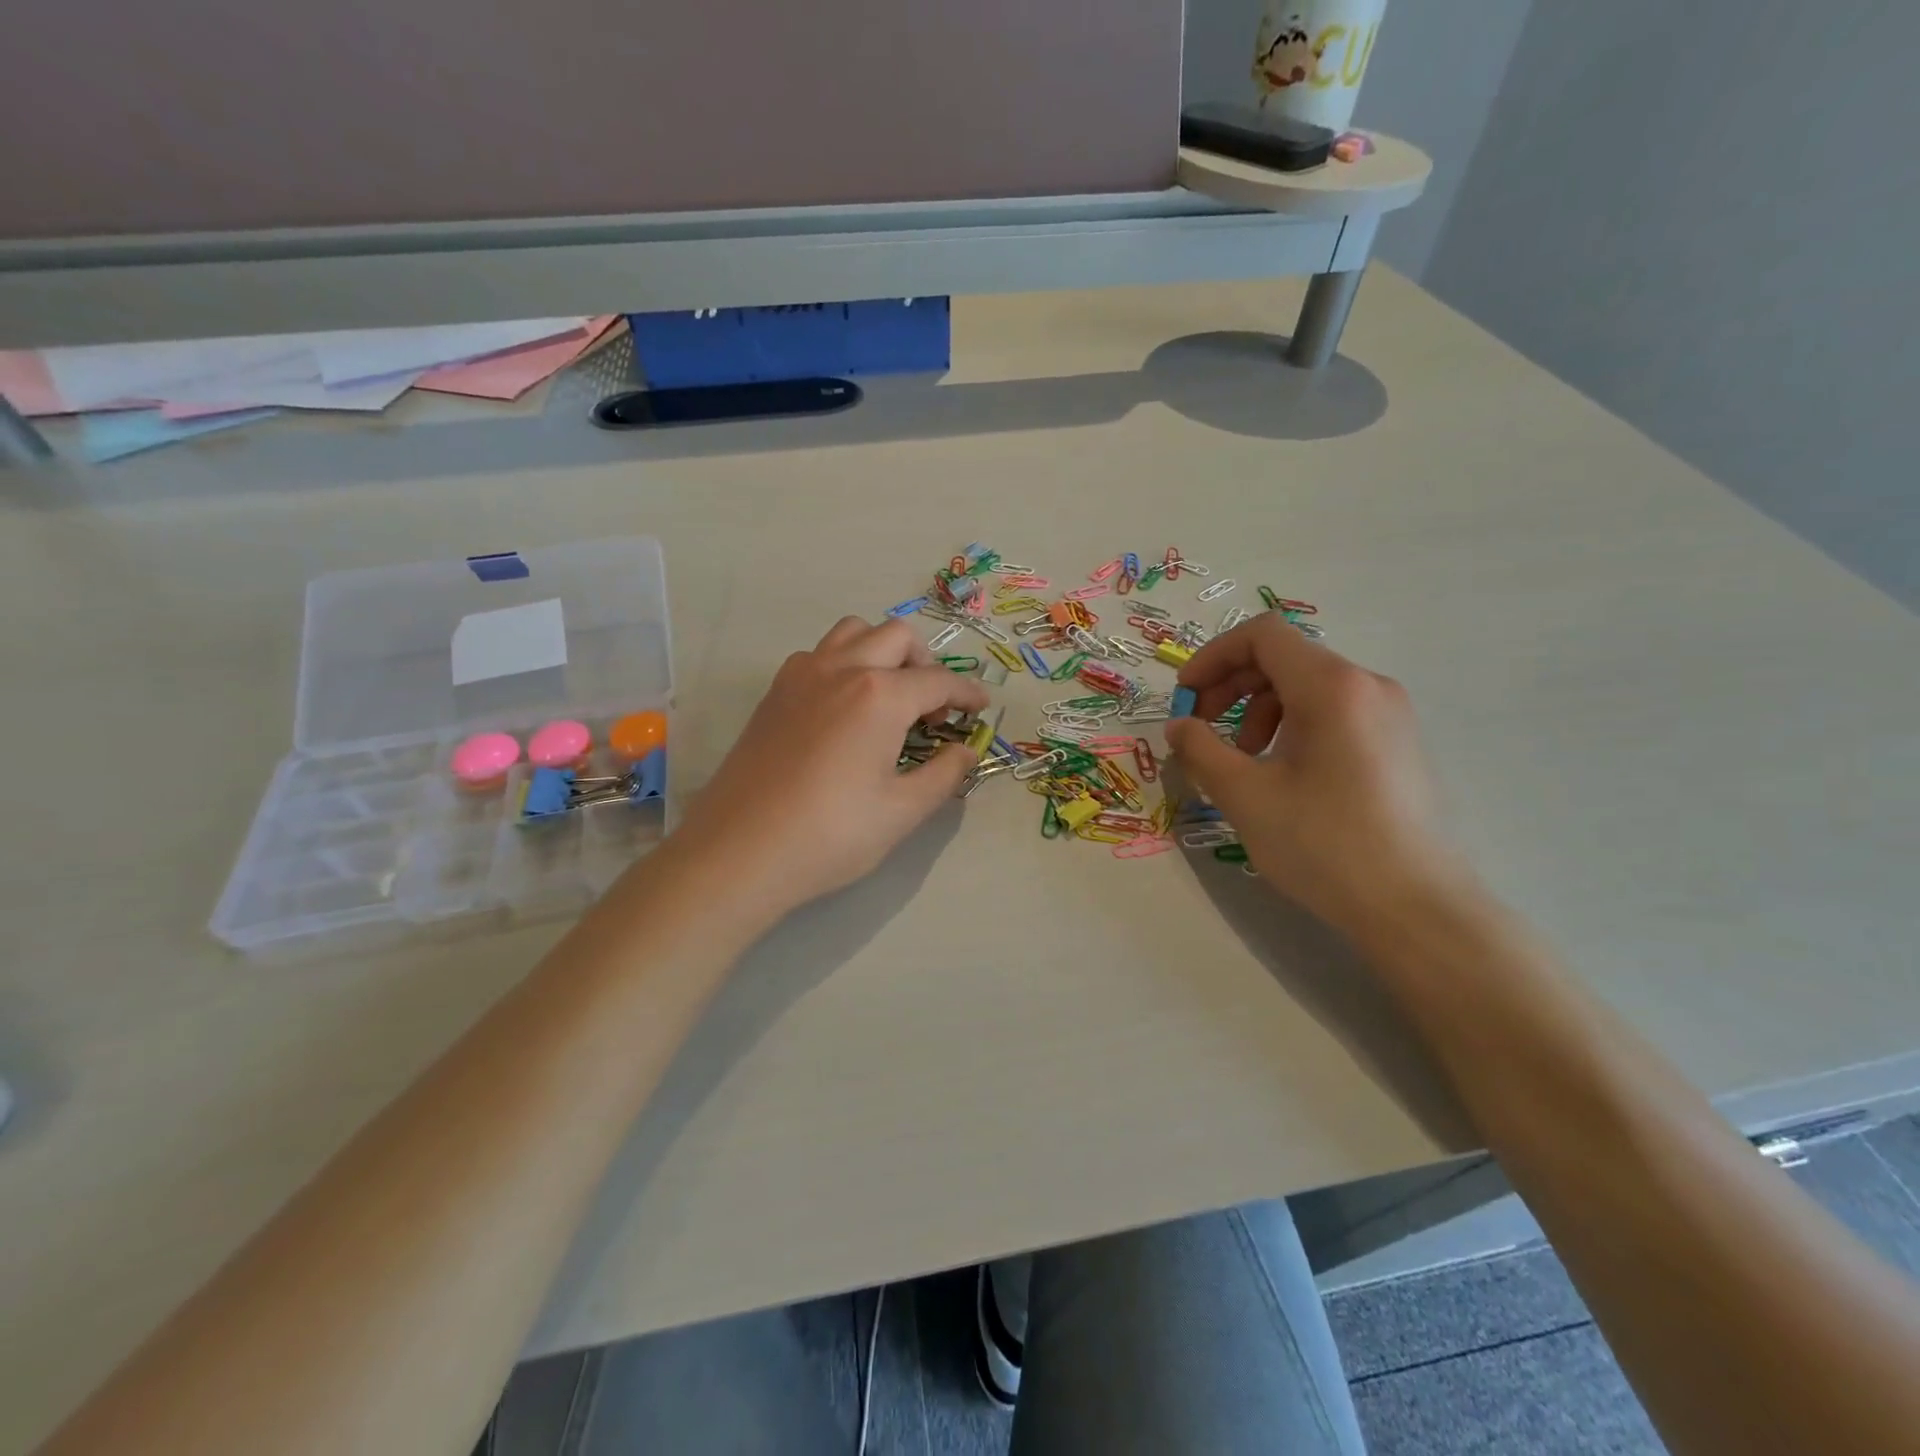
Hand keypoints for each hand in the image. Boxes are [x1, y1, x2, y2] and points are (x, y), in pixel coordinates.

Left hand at [676, 616, 988, 914]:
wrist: (740, 852)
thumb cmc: (830, 835)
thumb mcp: (902, 812)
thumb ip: (944, 775)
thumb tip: (966, 751)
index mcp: (879, 695)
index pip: (938, 680)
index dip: (967, 692)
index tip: (981, 707)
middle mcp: (840, 669)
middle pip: (897, 637)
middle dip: (925, 663)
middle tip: (932, 708)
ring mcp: (801, 675)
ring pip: (853, 633)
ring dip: (882, 652)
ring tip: (889, 697)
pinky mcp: (774, 693)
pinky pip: (819, 654)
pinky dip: (845, 663)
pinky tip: (845, 710)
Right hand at [1164, 615, 1470, 935]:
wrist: (1414, 907)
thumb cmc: (1323, 843)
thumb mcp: (1244, 794)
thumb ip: (1200, 749)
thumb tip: (1179, 726)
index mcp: (1331, 686)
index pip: (1262, 634)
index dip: (1213, 657)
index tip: (1186, 700)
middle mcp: (1367, 686)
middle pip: (1284, 657)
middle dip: (1231, 687)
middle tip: (1202, 732)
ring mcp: (1390, 714)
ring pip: (1308, 686)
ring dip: (1259, 710)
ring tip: (1243, 761)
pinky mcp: (1398, 743)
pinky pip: (1334, 712)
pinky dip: (1293, 726)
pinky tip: (1282, 774)